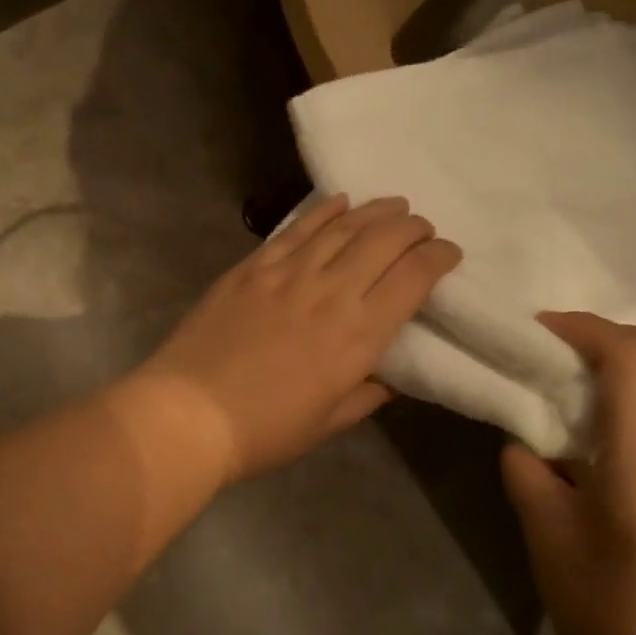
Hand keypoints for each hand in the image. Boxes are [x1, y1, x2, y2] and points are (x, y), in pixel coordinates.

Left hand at [131, 195, 460, 483]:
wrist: (187, 414)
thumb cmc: (263, 432)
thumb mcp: (325, 424)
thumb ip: (363, 396)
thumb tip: (386, 380)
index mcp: (358, 335)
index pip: (414, 278)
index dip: (438, 257)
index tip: (448, 253)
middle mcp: (329, 292)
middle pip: (383, 240)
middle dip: (412, 228)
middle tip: (420, 228)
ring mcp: (285, 274)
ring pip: (341, 227)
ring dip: (374, 211)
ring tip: (391, 205)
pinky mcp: (249, 269)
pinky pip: (293, 230)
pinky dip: (321, 212)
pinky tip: (338, 202)